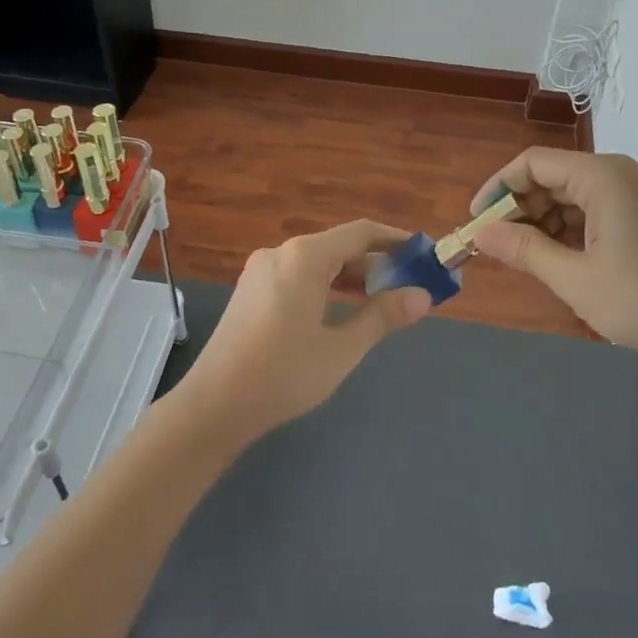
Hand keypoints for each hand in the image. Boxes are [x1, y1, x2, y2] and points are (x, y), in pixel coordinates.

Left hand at [182, 220, 433, 443]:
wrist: (214, 404)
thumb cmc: (283, 374)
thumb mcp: (341, 348)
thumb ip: (382, 317)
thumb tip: (422, 296)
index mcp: (304, 257)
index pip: (360, 233)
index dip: (395, 240)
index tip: (423, 253)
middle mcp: (280, 253)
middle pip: (338, 246)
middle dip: (375, 263)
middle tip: (409, 286)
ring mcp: (260, 271)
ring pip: (316, 263)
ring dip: (350, 277)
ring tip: (382, 301)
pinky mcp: (250, 291)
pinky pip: (297, 276)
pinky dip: (324, 286)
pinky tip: (340, 310)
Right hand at [470, 149, 637, 372]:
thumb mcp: (573, 277)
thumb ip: (522, 249)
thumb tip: (480, 233)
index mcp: (604, 177)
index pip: (533, 163)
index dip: (498, 189)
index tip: (477, 223)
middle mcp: (624, 174)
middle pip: (555, 176)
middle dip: (521, 208)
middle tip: (498, 247)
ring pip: (576, 195)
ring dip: (545, 221)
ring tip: (527, 258)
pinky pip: (599, 209)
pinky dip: (573, 229)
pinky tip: (562, 259)